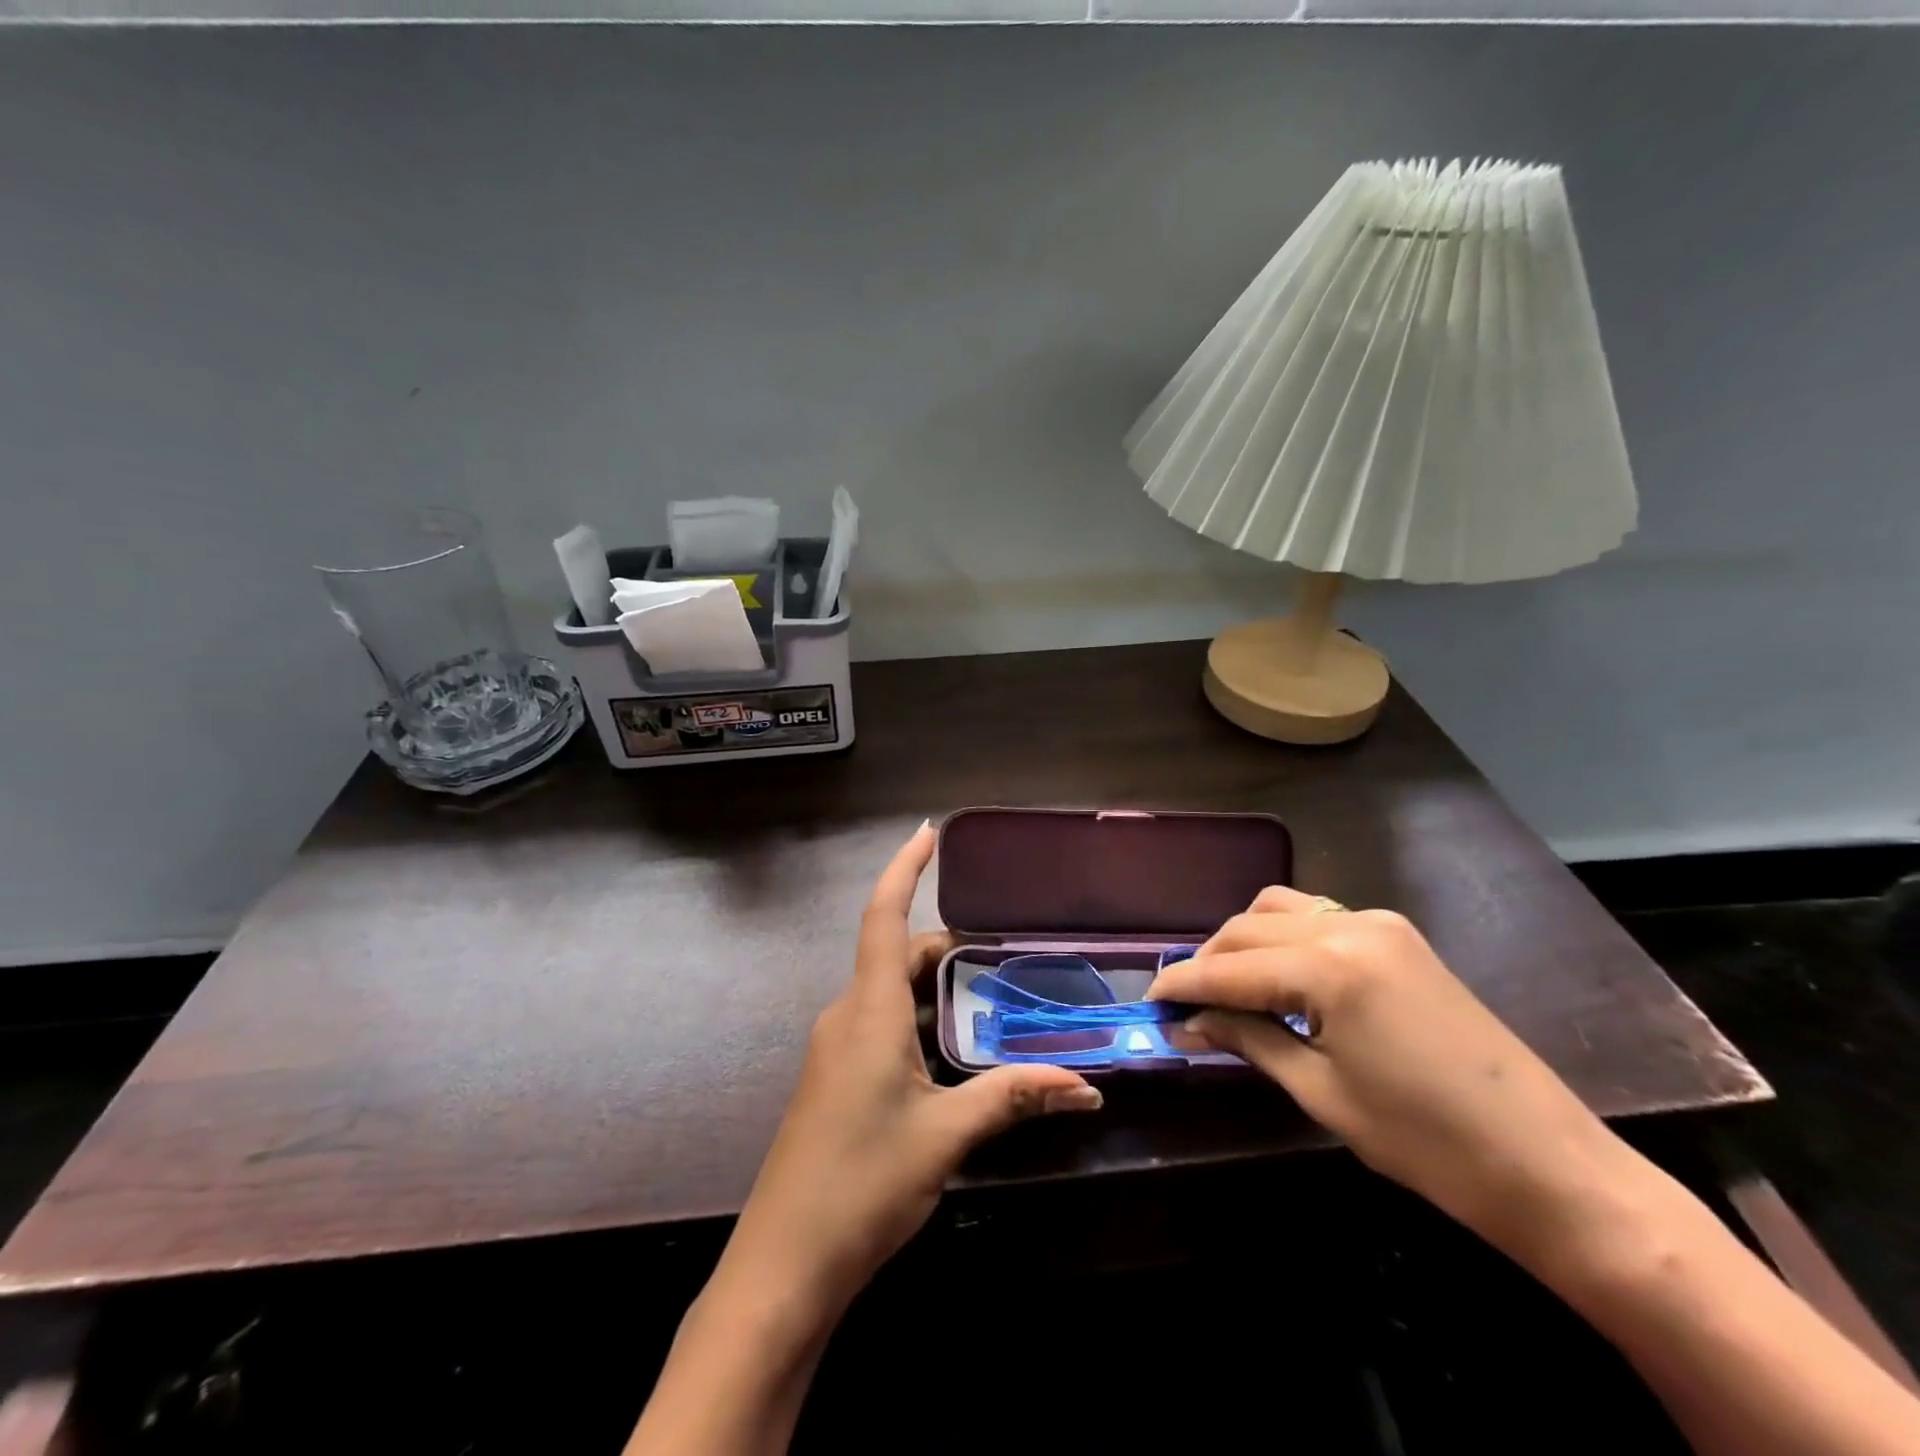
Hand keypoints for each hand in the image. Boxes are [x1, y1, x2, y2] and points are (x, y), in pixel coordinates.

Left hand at [723, 823, 1102, 1319]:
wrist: (783, 1266)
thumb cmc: (862, 1183)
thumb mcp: (946, 1135)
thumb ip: (1012, 1098)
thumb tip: (1085, 1087)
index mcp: (867, 1010)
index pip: (882, 916)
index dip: (904, 868)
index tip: (927, 831)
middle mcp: (846, 1016)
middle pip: (895, 956)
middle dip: (944, 947)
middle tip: (999, 956)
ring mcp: (836, 1048)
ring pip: (889, 994)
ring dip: (933, 990)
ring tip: (989, 1002)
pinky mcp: (835, 1079)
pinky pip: (879, 1026)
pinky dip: (917, 1022)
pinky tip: (953, 1055)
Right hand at [1147, 887, 1626, 1262]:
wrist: (1552, 1168)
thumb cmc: (1427, 1144)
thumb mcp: (1321, 1092)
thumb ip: (1248, 1040)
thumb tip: (1188, 1021)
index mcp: (1328, 966)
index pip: (1229, 967)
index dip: (1182, 984)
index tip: (1148, 1002)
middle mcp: (1349, 925)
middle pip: (1248, 926)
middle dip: (1208, 960)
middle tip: (1183, 1003)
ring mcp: (1380, 924)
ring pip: (1280, 909)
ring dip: (1243, 941)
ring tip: (1228, 988)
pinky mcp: (1400, 937)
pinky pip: (1318, 918)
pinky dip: (1283, 938)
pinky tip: (1278, 978)